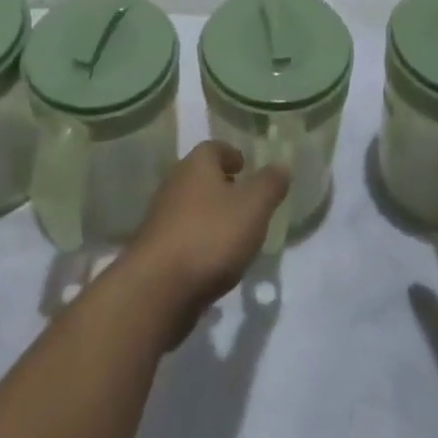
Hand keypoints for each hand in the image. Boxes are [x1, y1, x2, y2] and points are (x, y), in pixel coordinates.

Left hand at [120, 142, 287, 336]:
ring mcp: (161, 217)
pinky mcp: (156, 249)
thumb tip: (281, 164)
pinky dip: (200, 240)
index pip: (214, 148)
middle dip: (222, 184)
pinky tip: (214, 259)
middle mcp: (174, 184)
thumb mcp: (253, 207)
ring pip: (191, 206)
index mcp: (196, 165)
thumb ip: (270, 184)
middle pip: (200, 176)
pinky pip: (184, 235)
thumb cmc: (210, 236)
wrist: (158, 288)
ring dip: (210, 214)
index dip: (232, 154)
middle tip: (245, 199)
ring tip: (234, 232)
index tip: (245, 166)